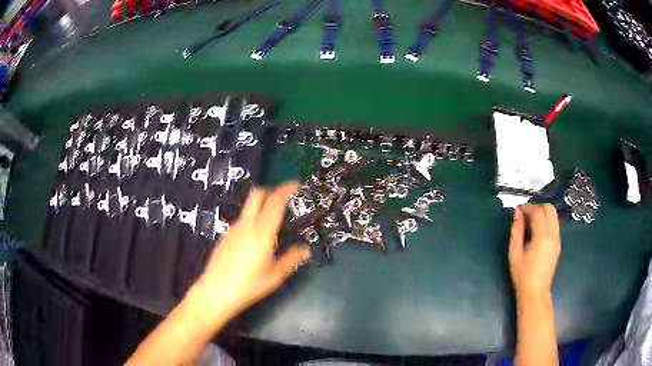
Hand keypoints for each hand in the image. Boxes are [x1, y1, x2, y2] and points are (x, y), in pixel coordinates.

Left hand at [190, 181, 309, 320]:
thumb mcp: (275, 276)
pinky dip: (252, 220)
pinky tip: (255, 240)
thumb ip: (291, 259)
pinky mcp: (225, 236)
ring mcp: (233, 230)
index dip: (286, 189)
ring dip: (261, 206)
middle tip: (283, 199)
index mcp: (261, 233)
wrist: (215, 293)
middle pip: (257, 194)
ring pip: (248, 207)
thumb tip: (304, 249)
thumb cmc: (248, 286)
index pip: (275, 202)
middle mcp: (246, 226)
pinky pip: (241, 220)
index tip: (295, 185)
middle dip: (271, 190)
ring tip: (272, 223)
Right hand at [508, 204, 560, 298]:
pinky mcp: (558, 244)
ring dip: (543, 213)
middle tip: (525, 213)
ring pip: (554, 215)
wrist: (535, 292)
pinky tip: (537, 230)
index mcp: (542, 237)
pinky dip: (547, 221)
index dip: (527, 207)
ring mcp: (558, 239)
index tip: (518, 209)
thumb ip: (516, 231)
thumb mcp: (514, 253)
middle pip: (549, 209)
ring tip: (531, 220)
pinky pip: (555, 224)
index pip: (537, 212)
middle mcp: (553, 235)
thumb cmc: (522, 275)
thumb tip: (516, 213)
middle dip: (537, 206)